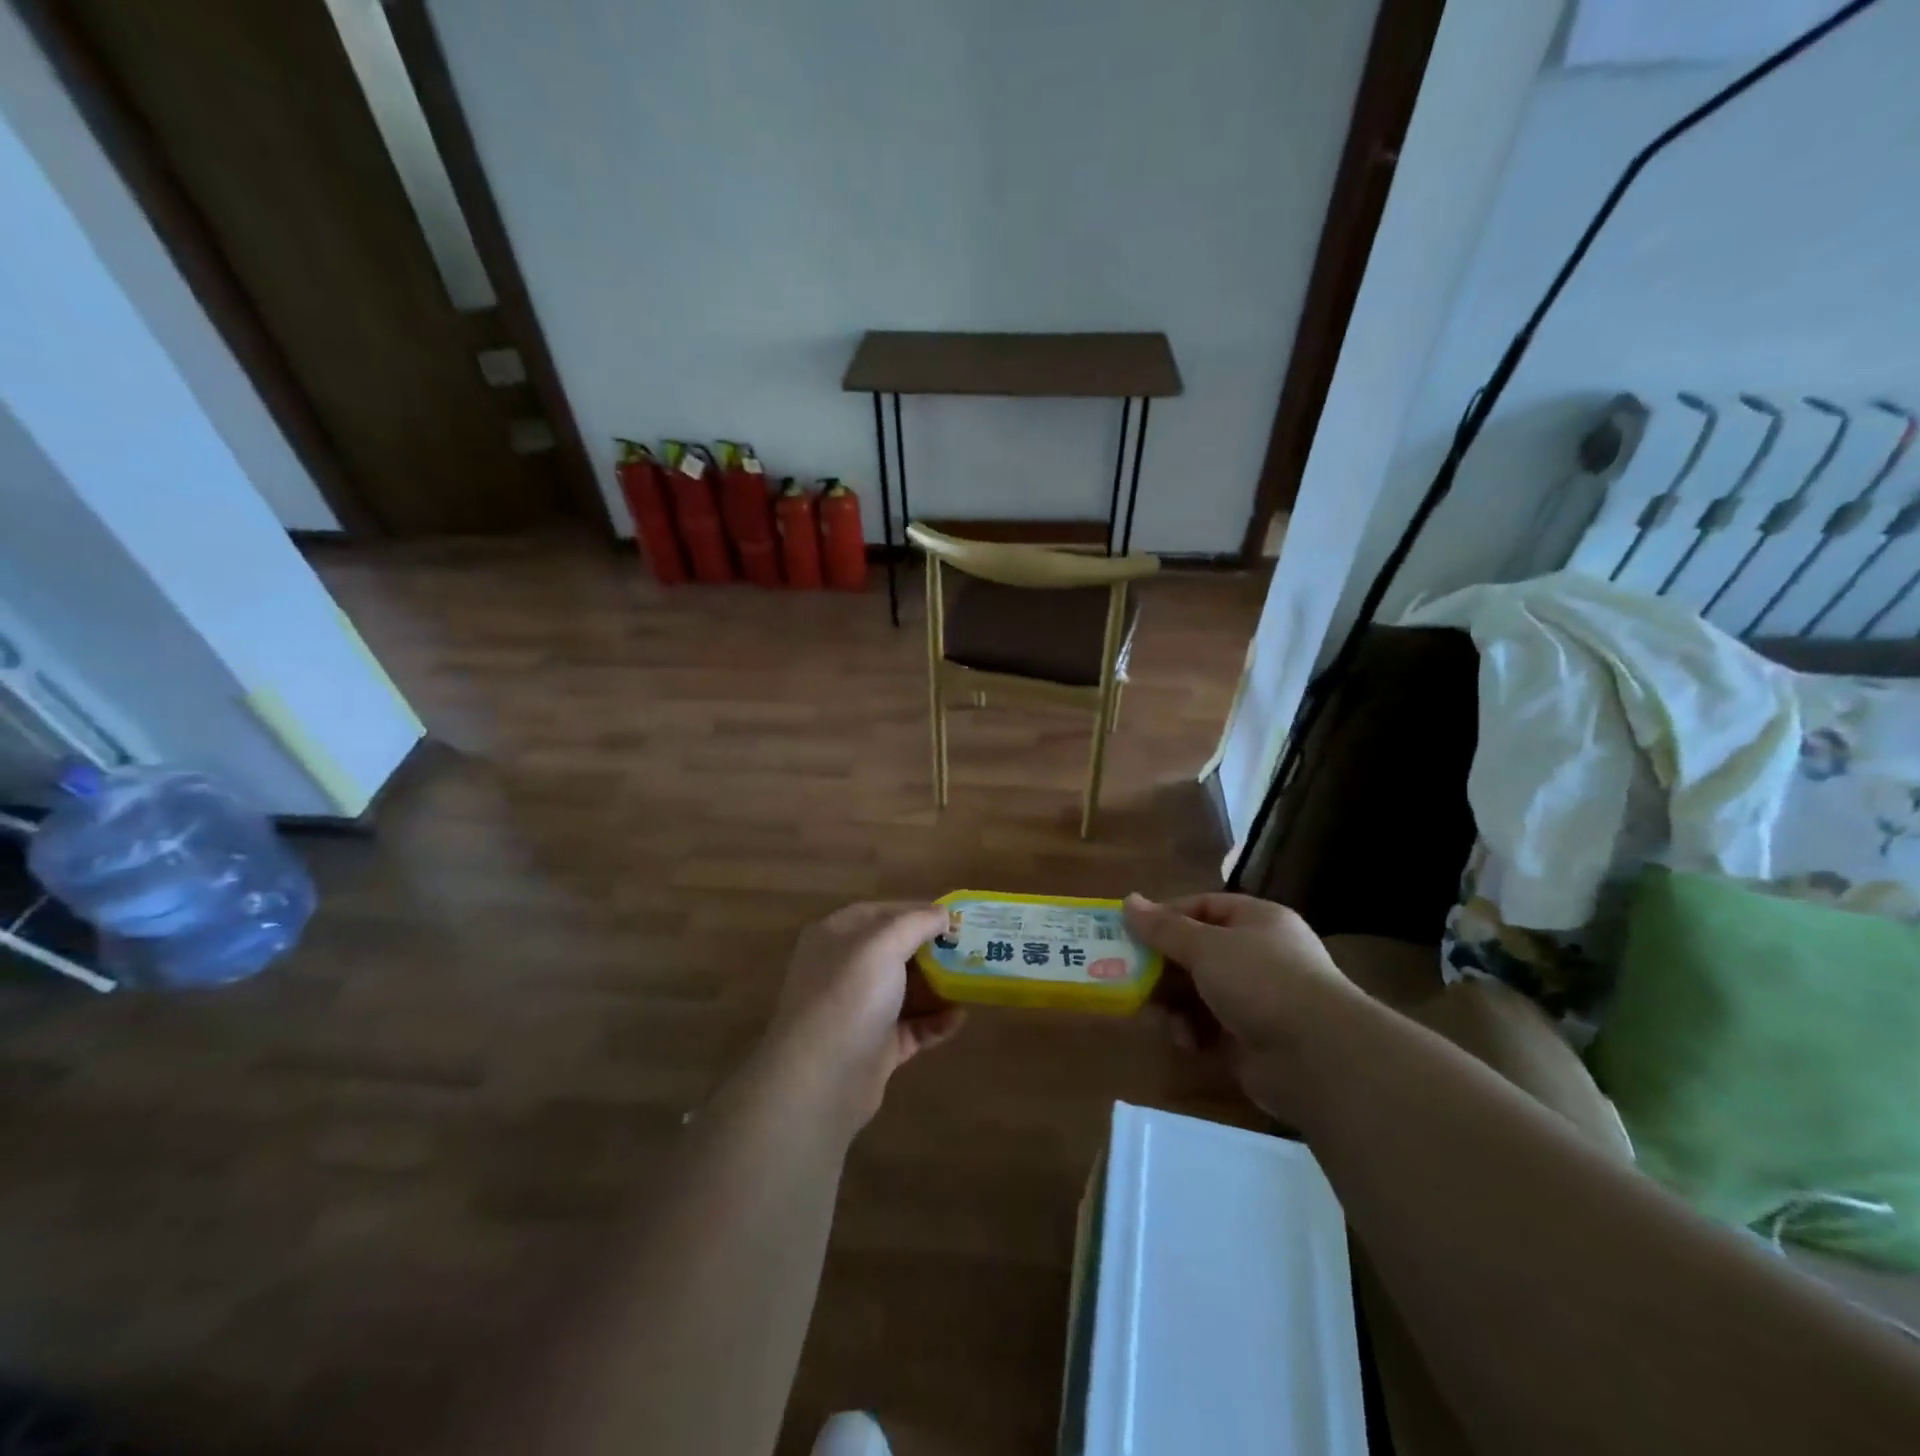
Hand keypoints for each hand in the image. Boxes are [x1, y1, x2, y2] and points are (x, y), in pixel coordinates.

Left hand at [764, 902, 965, 1128]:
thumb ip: (916, 922)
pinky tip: (959, 1018)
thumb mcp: (883, 944)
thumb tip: (943, 912)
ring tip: (973, 982)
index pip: (881, 913)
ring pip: (906, 990)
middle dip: (933, 950)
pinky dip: (935, 1021)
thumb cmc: (849, 996)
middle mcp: (844, 969)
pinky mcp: (875, 1047)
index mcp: (836, 936)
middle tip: (970, 949)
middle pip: (896, 951)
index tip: (954, 917)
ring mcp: (859, 1010)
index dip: (917, 911)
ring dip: (939, 986)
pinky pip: (912, 1027)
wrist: (821, 1080)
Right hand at [1125, 892, 1361, 1119]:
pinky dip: (1192, 1033)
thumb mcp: (1205, 946)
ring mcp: (1257, 1000)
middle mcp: (1259, 956)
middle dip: (1163, 966)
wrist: (1318, 1057)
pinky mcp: (1251, 1041)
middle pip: (1197, 952)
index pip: (1204, 907)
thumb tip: (1128, 900)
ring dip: (1173, 1003)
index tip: (1132, 931)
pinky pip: (1208, 1029)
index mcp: (1257, 921)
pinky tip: (1186, 1041)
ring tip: (1155, 1013)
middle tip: (1129, 975)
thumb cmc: (1261, 981)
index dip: (1167, 916)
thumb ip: (1163, 927)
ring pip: (1199, 993)